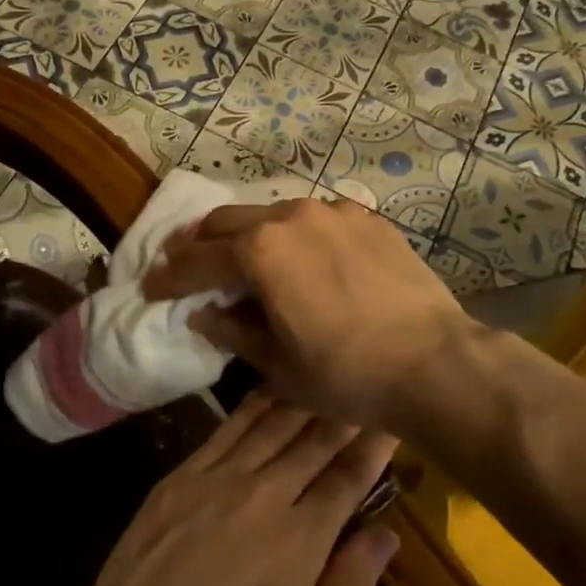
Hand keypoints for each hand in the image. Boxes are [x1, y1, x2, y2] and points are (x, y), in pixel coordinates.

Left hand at [68, 391, 397, 585]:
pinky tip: (268, 389)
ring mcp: (217, 481)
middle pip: (313, 443)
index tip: (391, 420)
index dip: (372, 448)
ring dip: (303, 399)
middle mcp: (264, 496)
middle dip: (343, 413)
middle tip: (362, 384)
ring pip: (271, 426)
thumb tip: (386, 535)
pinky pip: (225, 430)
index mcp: (301, 541)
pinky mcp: (180, 479)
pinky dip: (253, 406)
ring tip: (324, 374)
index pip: (347, 480)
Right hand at [143, 198, 473, 432]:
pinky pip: (317, 220)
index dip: (169, 275)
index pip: (199, 260)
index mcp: (261, 251)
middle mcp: (291, 217)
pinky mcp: (368, 219)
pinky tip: (301, 257)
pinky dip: (295, 236)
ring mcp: (334, 212)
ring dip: (248, 235)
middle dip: (200, 242)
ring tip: (240, 258)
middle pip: (229, 221)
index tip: (150, 285)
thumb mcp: (278, 364)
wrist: (435, 362)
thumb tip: (203, 314)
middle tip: (182, 261)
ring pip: (273, 214)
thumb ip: (233, 331)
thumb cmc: (347, 373)